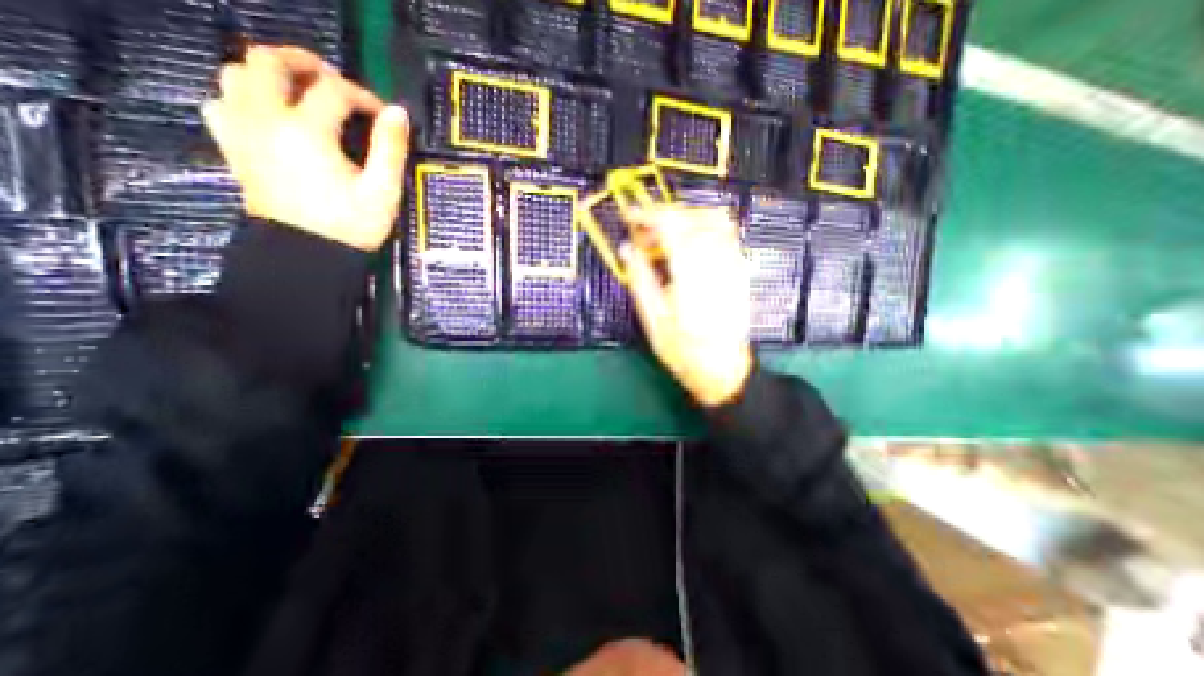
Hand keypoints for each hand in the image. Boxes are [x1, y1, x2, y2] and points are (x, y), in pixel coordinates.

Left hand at [203, 47, 411, 251]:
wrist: (307, 254)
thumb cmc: (350, 226)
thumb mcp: (383, 191)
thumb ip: (390, 148)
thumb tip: (397, 113)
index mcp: (308, 131)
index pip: (335, 91)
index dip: (364, 97)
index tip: (383, 116)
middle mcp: (266, 119)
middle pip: (269, 61)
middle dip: (306, 63)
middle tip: (335, 82)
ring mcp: (242, 130)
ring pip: (237, 73)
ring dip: (271, 75)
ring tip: (303, 94)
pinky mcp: (232, 146)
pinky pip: (221, 101)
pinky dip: (244, 97)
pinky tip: (269, 115)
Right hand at [621, 206, 748, 406]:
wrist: (723, 370)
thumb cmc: (684, 352)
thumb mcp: (653, 320)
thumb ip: (640, 279)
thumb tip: (627, 249)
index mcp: (692, 278)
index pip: (673, 227)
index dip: (650, 215)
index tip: (631, 216)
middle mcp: (717, 265)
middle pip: (694, 217)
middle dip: (664, 215)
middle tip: (643, 232)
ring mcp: (734, 266)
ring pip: (712, 219)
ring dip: (684, 218)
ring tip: (662, 237)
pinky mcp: (740, 270)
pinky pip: (724, 233)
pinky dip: (700, 228)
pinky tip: (685, 246)